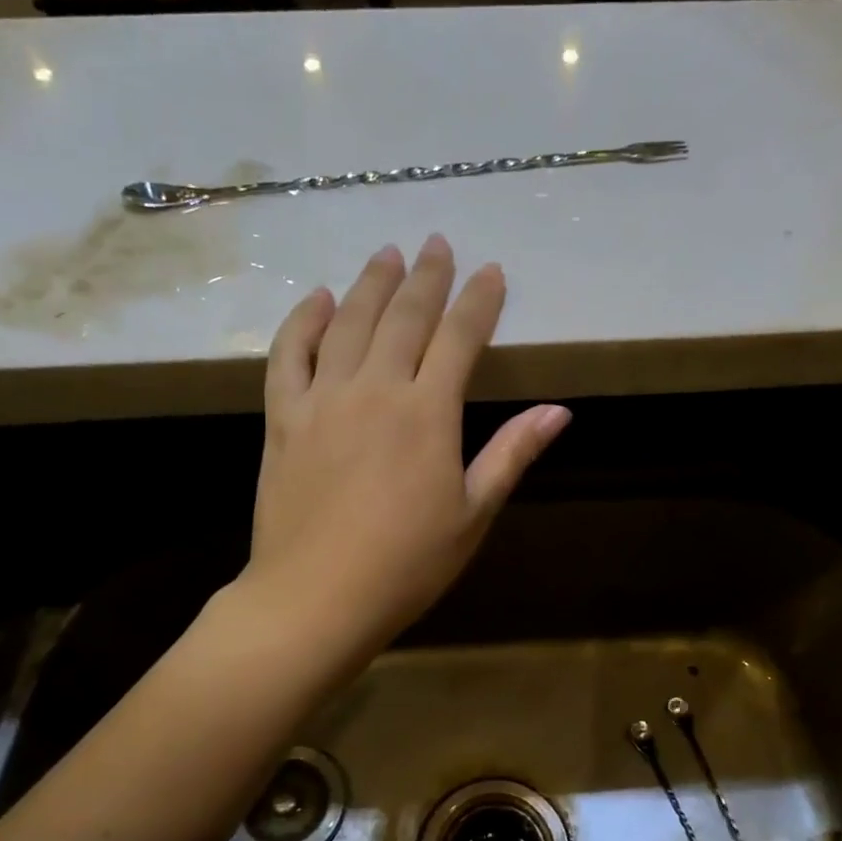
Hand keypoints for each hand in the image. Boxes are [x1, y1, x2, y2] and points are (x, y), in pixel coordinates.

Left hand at [245, 235, 568, 663]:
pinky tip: (319, 299)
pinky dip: (304, 320)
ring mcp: (322, 399)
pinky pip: (289, 354)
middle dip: (426, 276)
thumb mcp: (473, 514)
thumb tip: (559, 411)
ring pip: (349, 322)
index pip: (460, 338)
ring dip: (371, 283)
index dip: (479, 301)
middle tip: (436, 242)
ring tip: (386, 254)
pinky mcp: (282, 418)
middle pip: (404, 316)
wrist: (316, 597)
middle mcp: (375, 389)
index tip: (491, 271)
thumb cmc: (407, 564)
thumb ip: (512, 454)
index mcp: (428, 413)